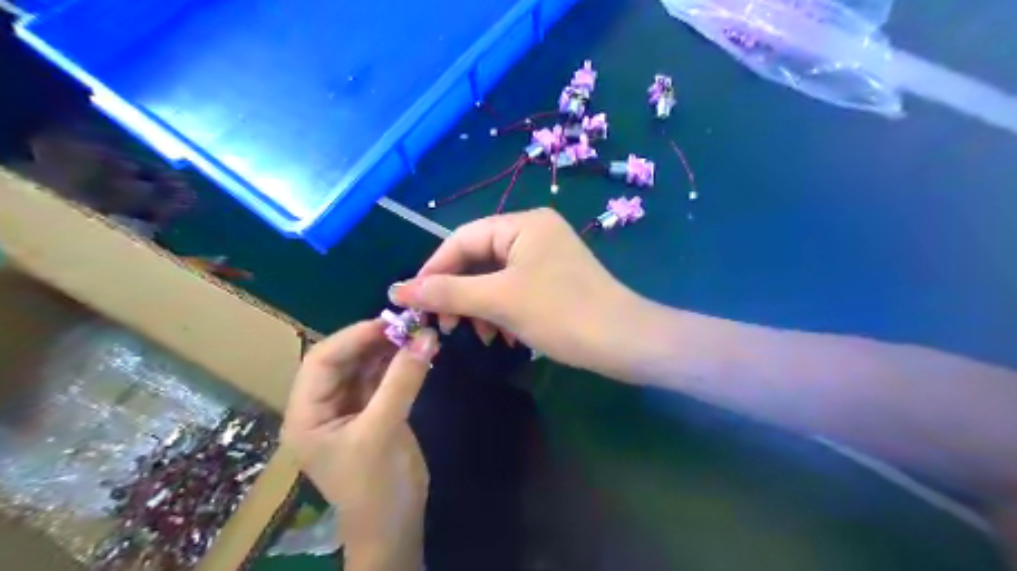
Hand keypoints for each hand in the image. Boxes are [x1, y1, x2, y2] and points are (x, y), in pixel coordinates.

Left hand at [280, 320, 436, 566]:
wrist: (395, 525)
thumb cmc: (375, 486)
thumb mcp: (383, 431)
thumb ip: (402, 381)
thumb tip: (425, 337)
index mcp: (306, 414)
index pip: (321, 361)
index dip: (353, 337)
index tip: (389, 321)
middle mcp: (323, 406)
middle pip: (344, 360)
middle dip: (374, 340)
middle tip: (408, 324)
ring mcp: (350, 407)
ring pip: (365, 366)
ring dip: (389, 349)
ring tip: (417, 332)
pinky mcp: (374, 410)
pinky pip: (383, 377)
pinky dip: (399, 363)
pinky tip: (418, 351)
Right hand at [389, 208, 633, 375]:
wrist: (624, 342)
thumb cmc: (561, 313)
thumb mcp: (500, 300)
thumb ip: (447, 292)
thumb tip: (396, 289)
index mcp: (523, 224)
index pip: (463, 239)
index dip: (434, 269)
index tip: (413, 301)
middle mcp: (534, 232)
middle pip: (479, 258)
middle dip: (459, 293)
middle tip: (445, 325)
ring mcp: (546, 257)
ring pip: (495, 278)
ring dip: (479, 306)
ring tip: (478, 336)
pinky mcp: (554, 280)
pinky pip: (514, 289)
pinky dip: (502, 311)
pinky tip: (503, 336)